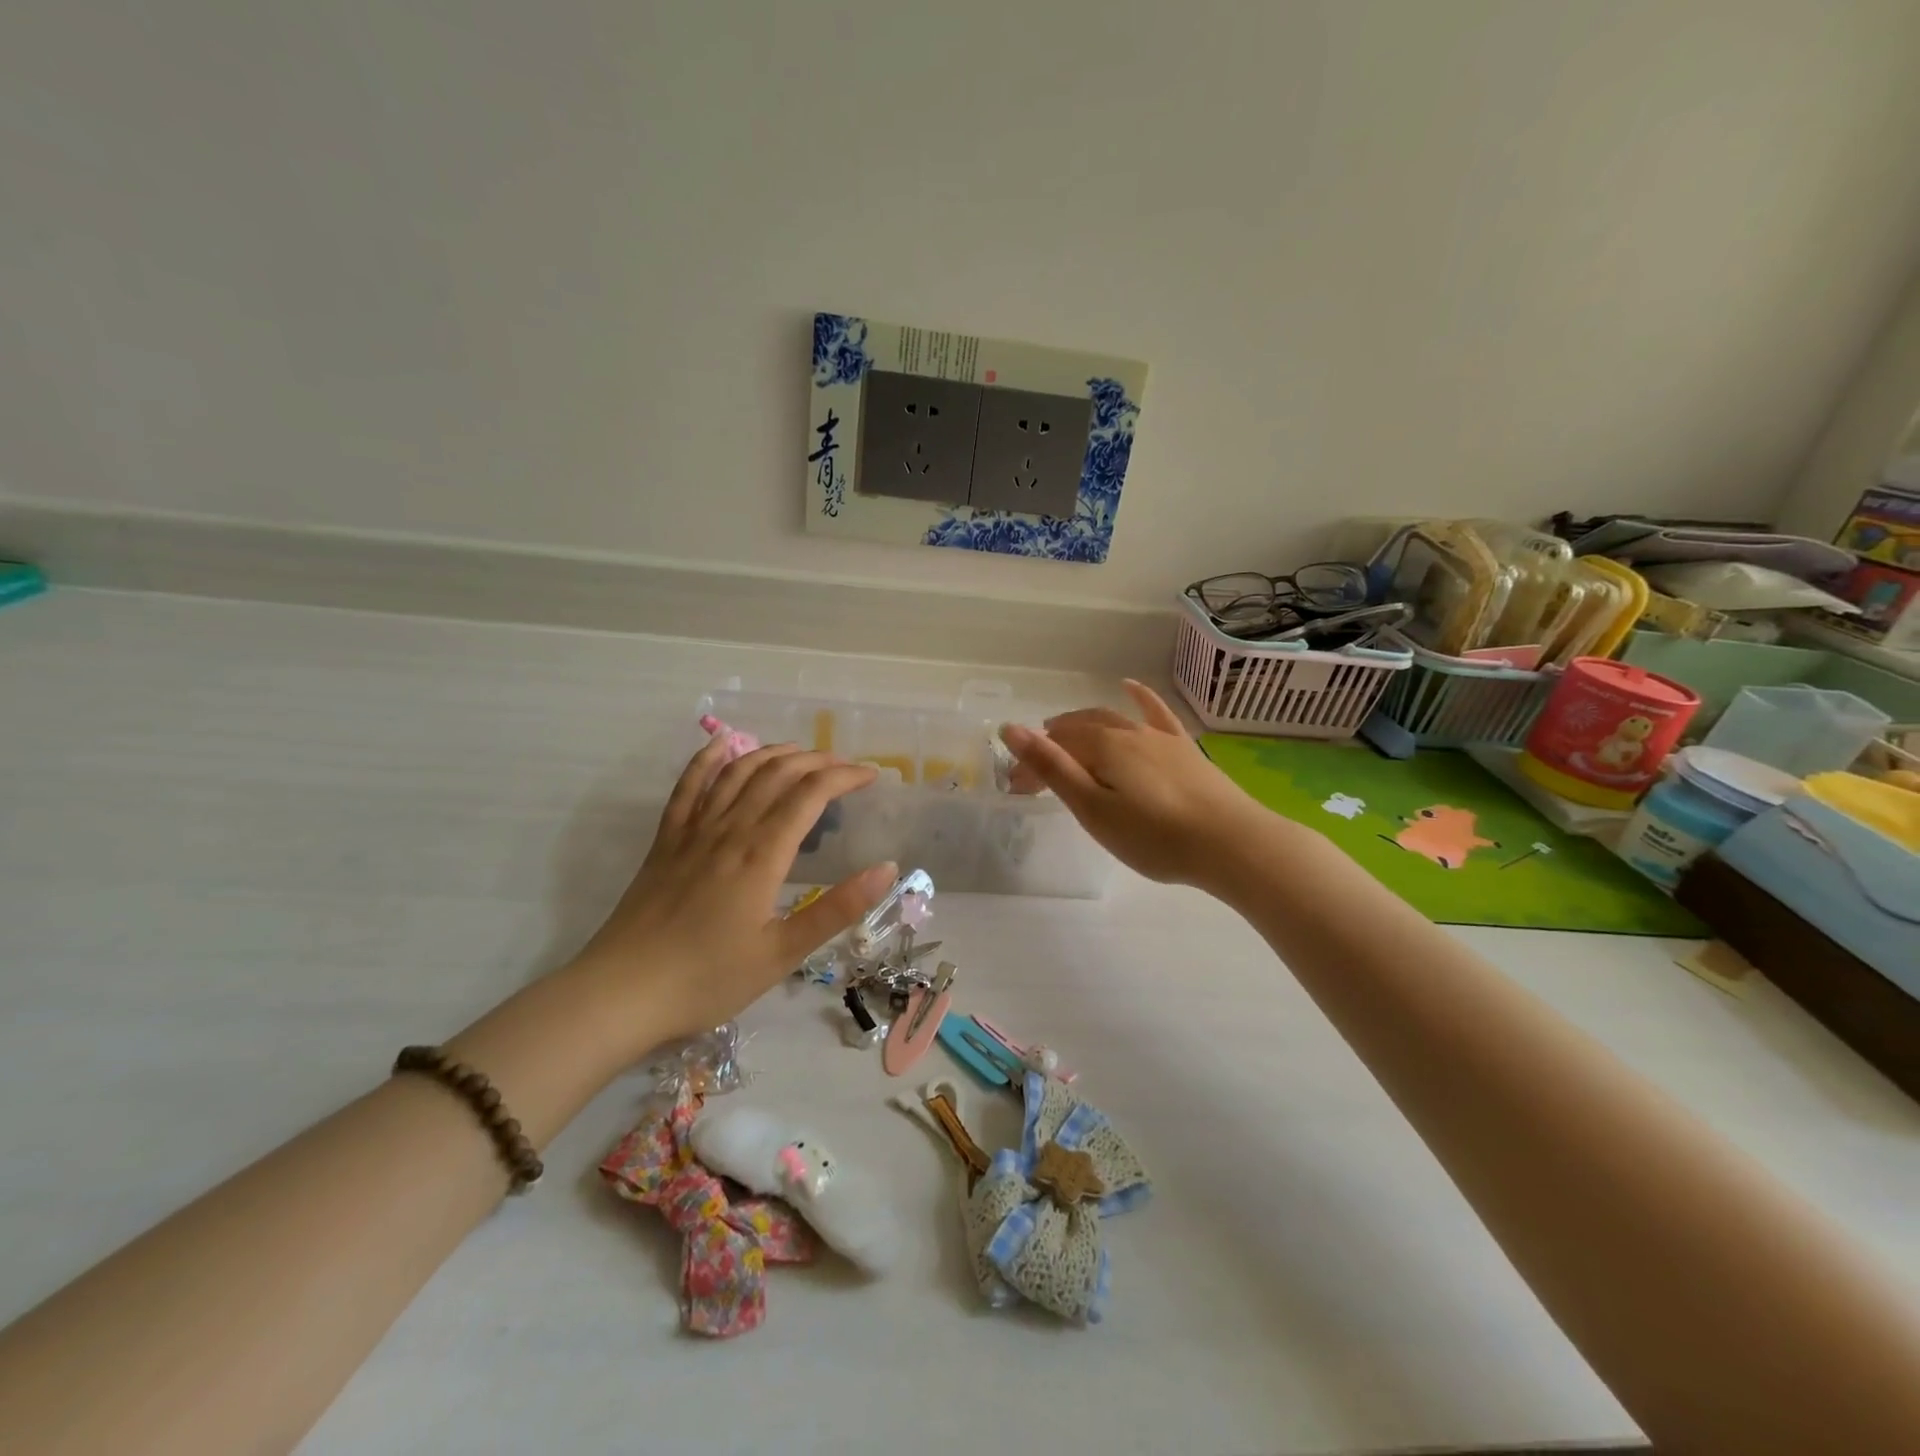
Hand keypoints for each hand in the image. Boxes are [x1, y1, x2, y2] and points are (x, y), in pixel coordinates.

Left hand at [575, 738, 896, 1041]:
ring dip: (772, 753)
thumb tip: (887, 868)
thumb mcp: (783, 953)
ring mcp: (693, 831)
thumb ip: (837, 908)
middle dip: (816, 761)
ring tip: (800, 752)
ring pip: (737, 772)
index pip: (810, 794)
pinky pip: (688, 787)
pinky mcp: (666, 841)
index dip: (844, 777)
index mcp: (762, 854)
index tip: (871, 776)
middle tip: (844, 767)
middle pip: (777, 774)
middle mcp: (729, 830)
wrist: (622, 993)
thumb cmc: (708, 978)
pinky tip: (722, 744)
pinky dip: (707, 759)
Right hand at [1001, 680, 1273, 890]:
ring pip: (1111, 719)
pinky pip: (1156, 713)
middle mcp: (1128, 731)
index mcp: (1102, 746)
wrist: (1231, 844)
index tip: (1019, 791)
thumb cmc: (1154, 836)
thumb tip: (1010, 728)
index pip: (1054, 746)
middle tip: (1037, 773)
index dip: (1032, 764)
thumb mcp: (1093, 809)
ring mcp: (1159, 736)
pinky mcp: (1184, 747)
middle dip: (1053, 745)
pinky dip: (1139, 698)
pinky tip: (1130, 686)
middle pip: (1080, 730)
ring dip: (1082, 724)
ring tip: (1063, 731)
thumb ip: (1052, 768)